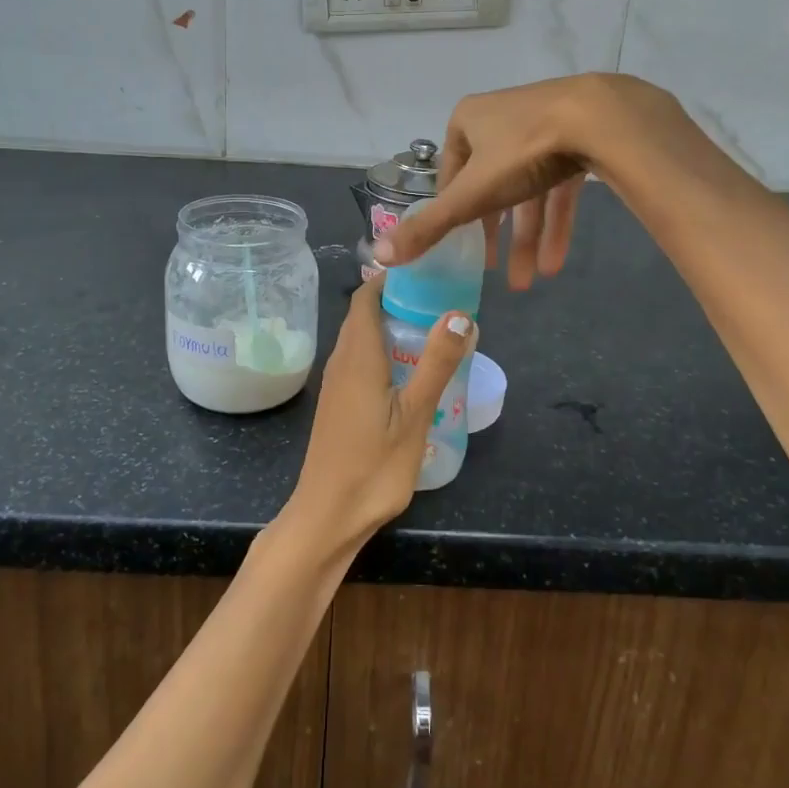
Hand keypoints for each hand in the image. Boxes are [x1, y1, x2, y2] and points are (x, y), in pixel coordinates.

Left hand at [281, 277, 476, 556]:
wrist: (328, 515)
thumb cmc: (373, 465)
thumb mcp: (415, 414)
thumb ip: (436, 363)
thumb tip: (460, 314)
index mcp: (357, 355)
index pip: (365, 296)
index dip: (391, 278)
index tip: (426, 271)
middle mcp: (341, 361)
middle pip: (364, 315)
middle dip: (398, 300)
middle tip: (441, 300)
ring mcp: (337, 384)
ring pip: (362, 339)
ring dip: (391, 327)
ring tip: (433, 330)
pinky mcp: (339, 403)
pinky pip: (360, 361)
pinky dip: (384, 351)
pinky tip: (410, 371)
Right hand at [376, 73, 700, 288]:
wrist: (602, 119)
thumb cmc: (523, 151)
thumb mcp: (471, 195)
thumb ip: (429, 227)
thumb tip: (379, 255)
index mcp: (468, 121)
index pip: (452, 174)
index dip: (453, 213)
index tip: (461, 248)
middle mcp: (502, 119)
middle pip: (491, 186)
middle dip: (495, 235)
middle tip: (491, 271)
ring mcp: (543, 126)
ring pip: (528, 191)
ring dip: (527, 239)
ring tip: (528, 282)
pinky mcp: (579, 138)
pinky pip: (559, 186)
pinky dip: (555, 223)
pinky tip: (556, 262)